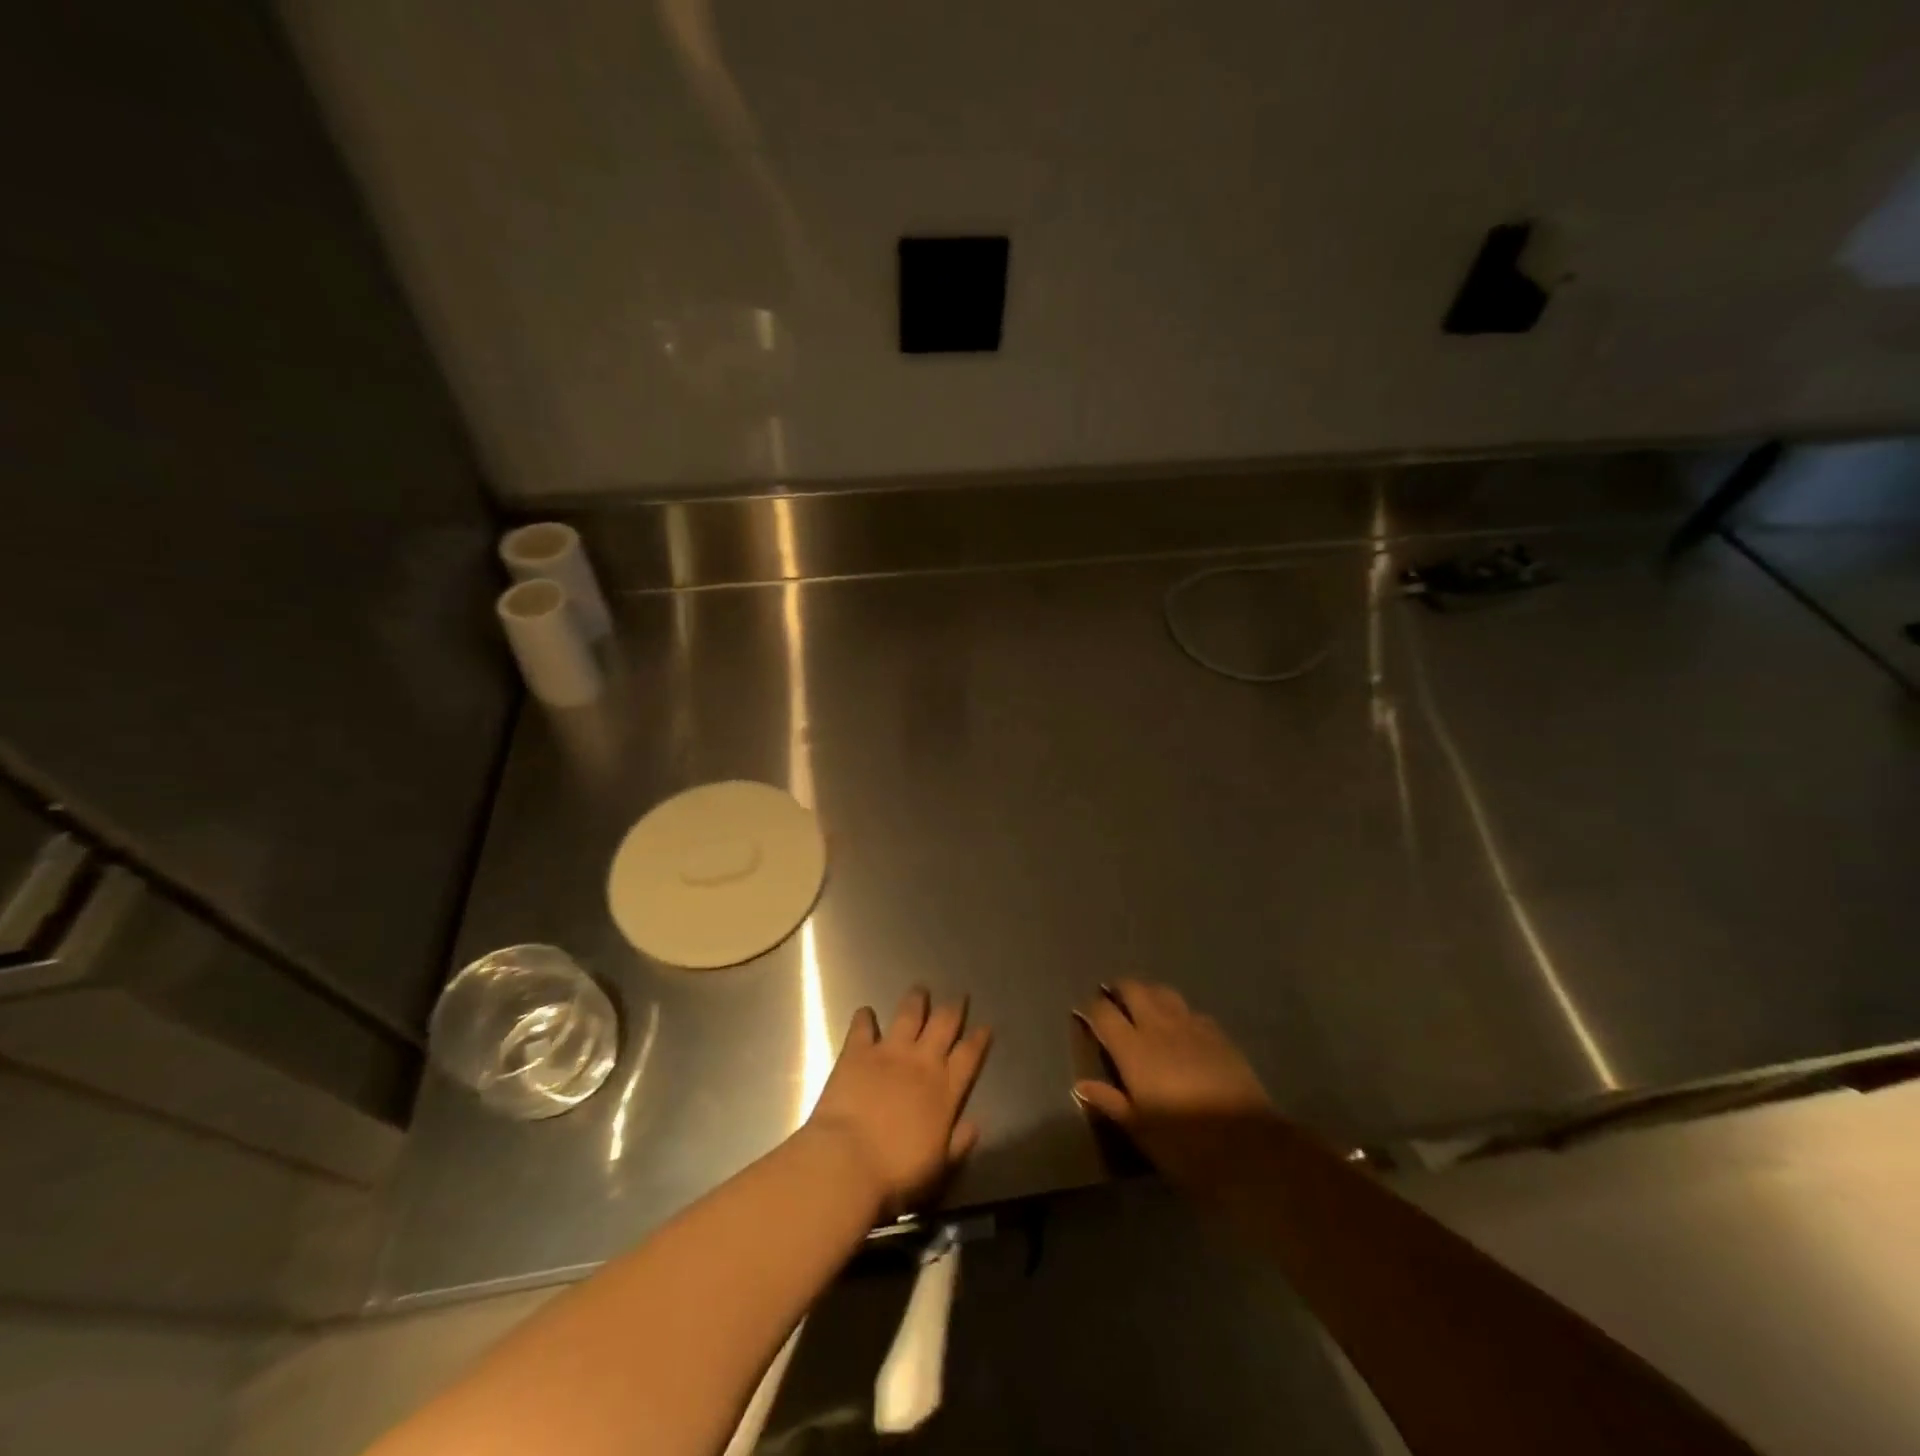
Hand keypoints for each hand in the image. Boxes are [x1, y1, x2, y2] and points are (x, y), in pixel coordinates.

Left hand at [806, 988, 990, 1218]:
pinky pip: (863, 1026)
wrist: (847, 1163)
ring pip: (909, 1015)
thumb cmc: (896, 1175)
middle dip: (953, 1010)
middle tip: (959, 997)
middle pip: (944, 1025)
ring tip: (920, 990)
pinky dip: (865, 1016)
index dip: (979, 1039)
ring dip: (916, 1001)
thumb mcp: (938, 1168)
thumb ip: (958, 1144)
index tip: (985, 1026)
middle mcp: (922, 1063)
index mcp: (945, 1090)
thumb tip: (975, 1125)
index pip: (969, 1057)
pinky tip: (866, 1011)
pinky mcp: (857, 1051)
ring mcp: (889, 1052)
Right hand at [1073, 980, 1276, 1187]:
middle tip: (1112, 1001)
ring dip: (1148, 993)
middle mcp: (1158, 1027)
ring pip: (1162, 991)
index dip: (1090, 1009)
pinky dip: (1178, 1012)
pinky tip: (1181, 1028)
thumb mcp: (1140, 1129)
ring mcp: (1191, 1026)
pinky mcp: (1218, 1033)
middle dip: (1118, 990)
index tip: (1084, 1015)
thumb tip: (1080, 1085)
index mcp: (1133, 1049)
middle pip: (1133, 989)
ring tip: (1143, 1006)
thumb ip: (1110, 1101)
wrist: (1248, 1147)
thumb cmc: (1184, 1144)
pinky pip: (1190, 1010)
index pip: (1103, 1013)